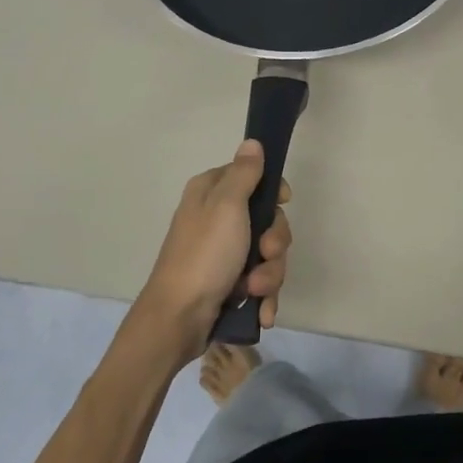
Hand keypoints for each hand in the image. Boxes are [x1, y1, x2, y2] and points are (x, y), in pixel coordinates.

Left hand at [129, 141, 291, 363]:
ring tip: (254, 290)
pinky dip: (263, 297)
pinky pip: (260, 282)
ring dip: (269, 274)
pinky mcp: (228, 283)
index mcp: (211, 193)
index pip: (253, 177)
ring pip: (267, 254)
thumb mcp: (227, 206)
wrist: (178, 319)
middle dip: (274, 243)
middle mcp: (216, 219)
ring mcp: (223, 254)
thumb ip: (244, 173)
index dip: (273, 191)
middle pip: (267, 220)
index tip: (284, 202)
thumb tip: (252, 142)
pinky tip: (261, 311)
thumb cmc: (204, 255)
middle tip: (266, 253)